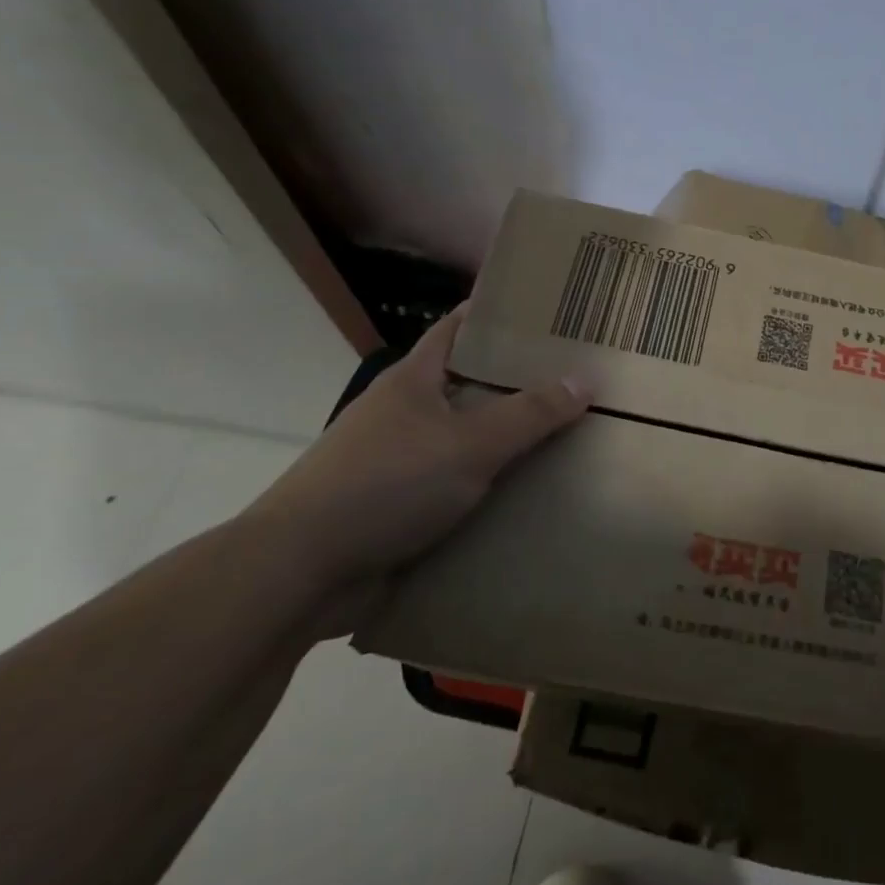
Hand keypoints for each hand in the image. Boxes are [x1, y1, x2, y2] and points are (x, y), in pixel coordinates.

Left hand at [245, 305, 589, 626]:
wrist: (299, 573)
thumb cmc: (386, 485)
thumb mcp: (469, 444)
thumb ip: (529, 414)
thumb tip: (585, 381)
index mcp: (413, 380)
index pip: (459, 328)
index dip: (498, 315)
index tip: (546, 312)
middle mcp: (404, 413)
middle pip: (467, 384)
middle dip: (516, 383)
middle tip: (575, 379)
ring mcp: (396, 461)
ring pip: (463, 439)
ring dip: (504, 441)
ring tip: (564, 437)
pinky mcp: (395, 507)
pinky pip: (454, 487)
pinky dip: (486, 488)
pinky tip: (525, 496)